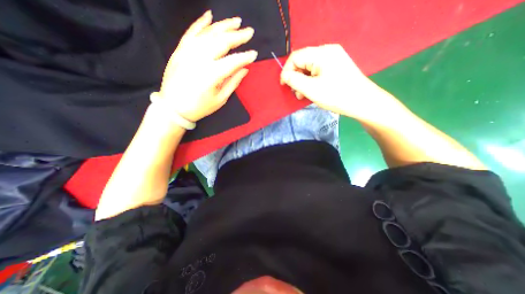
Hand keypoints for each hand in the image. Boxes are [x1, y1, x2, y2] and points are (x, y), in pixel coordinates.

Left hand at [158, 10, 258, 122]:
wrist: (173, 108)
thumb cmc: (199, 107)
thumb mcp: (220, 99)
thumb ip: (233, 82)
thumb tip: (244, 69)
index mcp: (211, 75)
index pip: (232, 61)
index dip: (245, 57)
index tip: (254, 54)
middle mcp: (199, 59)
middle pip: (221, 42)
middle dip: (237, 36)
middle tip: (250, 32)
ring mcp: (187, 52)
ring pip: (208, 33)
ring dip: (223, 26)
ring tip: (236, 21)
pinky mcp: (179, 50)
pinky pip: (190, 33)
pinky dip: (200, 23)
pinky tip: (210, 16)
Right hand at [279, 44, 397, 121]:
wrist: (362, 102)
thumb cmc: (336, 95)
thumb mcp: (311, 89)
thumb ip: (294, 80)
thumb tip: (285, 76)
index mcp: (321, 53)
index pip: (296, 57)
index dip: (286, 71)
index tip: (284, 85)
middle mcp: (327, 51)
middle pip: (303, 62)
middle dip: (296, 78)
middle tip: (296, 93)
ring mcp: (333, 58)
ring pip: (310, 68)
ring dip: (303, 81)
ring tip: (303, 95)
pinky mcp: (336, 66)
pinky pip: (318, 71)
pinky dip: (312, 81)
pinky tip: (312, 91)